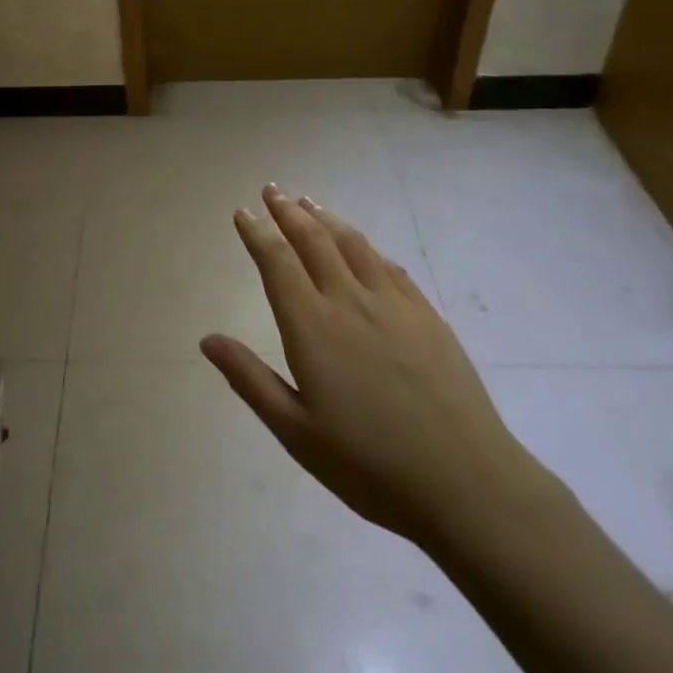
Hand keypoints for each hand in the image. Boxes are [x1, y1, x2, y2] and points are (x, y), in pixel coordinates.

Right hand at [202, 186, 552, 551]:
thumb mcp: (296, 432)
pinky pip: (389, 266)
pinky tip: (363, 247)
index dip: (257, 233)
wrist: (465, 482)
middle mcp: (349, 300)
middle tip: (271, 190)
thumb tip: (207, 339)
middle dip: (287, 211)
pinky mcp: (427, 315)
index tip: (243, 212)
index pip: (277, 262)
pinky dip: (366, 247)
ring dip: (326, 218)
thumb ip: (250, 379)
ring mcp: (393, 304)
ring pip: (352, 244)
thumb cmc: (368, 465)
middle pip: (313, 240)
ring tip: (308, 202)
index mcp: (312, 326)